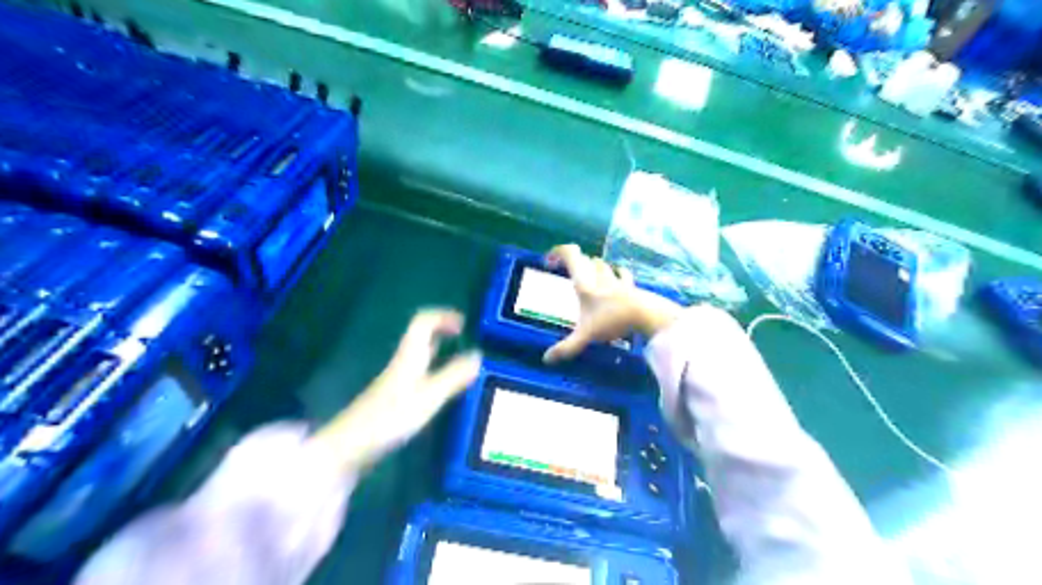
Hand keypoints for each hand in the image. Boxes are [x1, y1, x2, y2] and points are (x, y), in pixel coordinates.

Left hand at [315, 308, 482, 471]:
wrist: (350, 446)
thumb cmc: (390, 417)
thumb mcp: (429, 396)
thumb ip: (454, 375)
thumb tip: (478, 354)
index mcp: (409, 356)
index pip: (423, 322)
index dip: (443, 316)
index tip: (464, 323)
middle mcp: (402, 362)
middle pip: (420, 337)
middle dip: (442, 333)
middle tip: (463, 339)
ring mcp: (395, 381)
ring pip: (419, 356)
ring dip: (439, 352)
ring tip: (460, 363)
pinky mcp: (393, 398)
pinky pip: (418, 374)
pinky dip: (434, 372)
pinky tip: (442, 389)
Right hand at [542, 244, 680, 361]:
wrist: (646, 314)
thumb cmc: (612, 320)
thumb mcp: (586, 335)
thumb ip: (566, 347)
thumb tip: (546, 359)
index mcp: (584, 282)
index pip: (569, 254)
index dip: (557, 253)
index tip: (549, 262)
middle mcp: (598, 276)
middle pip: (585, 259)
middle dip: (575, 264)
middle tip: (569, 275)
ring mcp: (616, 279)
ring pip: (602, 265)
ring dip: (594, 267)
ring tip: (589, 276)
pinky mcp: (630, 285)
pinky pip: (622, 274)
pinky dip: (617, 273)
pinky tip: (618, 275)